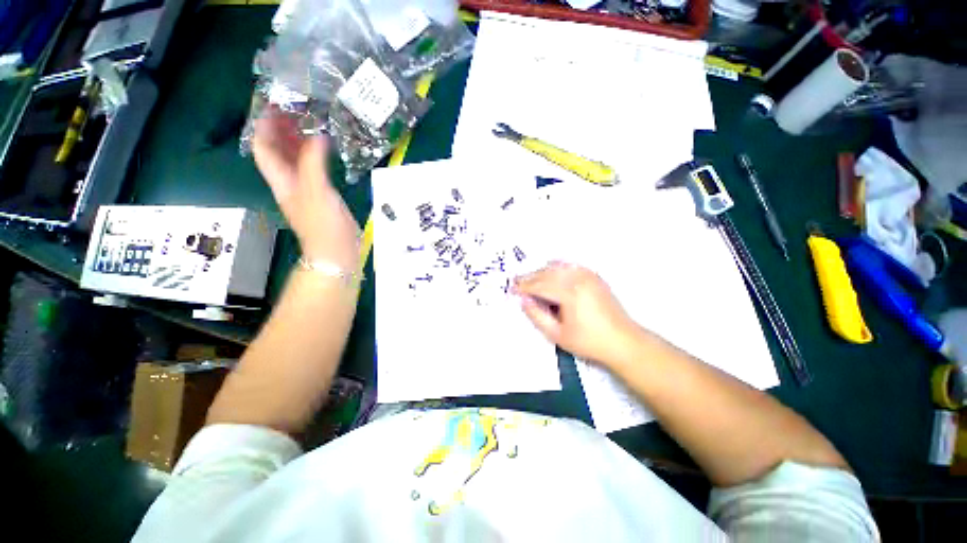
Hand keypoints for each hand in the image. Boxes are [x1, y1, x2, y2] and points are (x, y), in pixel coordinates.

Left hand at [252, 112, 359, 269]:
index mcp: (282, 180)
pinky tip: (326, 149)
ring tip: (311, 123)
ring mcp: (306, 190)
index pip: (263, 148)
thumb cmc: (324, 224)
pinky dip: (316, 155)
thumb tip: (317, 134)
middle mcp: (290, 182)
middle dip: (281, 129)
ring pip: (295, 159)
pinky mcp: (321, 196)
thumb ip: (313, 162)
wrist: (337, 252)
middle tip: (296, 109)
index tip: (274, 105)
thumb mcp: (316, 190)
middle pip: (278, 151)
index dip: (264, 126)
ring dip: (299, 141)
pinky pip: (313, 169)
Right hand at [514, 262, 640, 366]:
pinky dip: (557, 267)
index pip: (539, 285)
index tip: (511, 289)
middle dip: (530, 277)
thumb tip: (523, 300)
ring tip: (531, 280)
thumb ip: (537, 316)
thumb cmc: (589, 342)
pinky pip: (571, 266)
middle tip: (517, 283)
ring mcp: (588, 275)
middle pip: (547, 273)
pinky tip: (551, 271)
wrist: (624, 342)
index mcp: (568, 293)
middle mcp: (577, 279)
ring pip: (558, 267)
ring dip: (542, 272)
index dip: (523, 287)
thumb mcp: (557, 335)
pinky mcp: (594, 276)